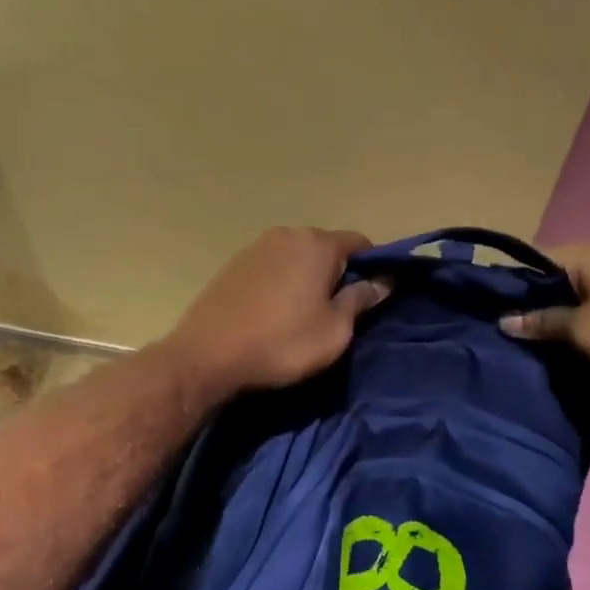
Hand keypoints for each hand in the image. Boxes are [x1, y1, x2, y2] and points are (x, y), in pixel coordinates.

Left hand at [165, 227, 389, 392]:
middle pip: (325, 248)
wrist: (207, 355)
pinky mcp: (232, 265)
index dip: (373, 267)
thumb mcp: (334, 330)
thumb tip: (382, 280)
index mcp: (317, 243)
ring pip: (296, 258)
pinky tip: (274, 313)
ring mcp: (255, 247)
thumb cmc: (281, 343)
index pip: (360, 243)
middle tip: (339, 312)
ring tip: (304, 315)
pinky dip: (280, 284)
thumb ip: (361, 299)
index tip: (373, 296)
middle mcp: (286, 234)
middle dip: (337, 273)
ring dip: (306, 279)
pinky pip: (271, 268)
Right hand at [499, 240, 589, 382]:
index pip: (534, 262)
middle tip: (522, 330)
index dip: (513, 287)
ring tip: (551, 336)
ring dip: (567, 307)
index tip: (499, 313)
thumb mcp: (582, 332)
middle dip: (540, 299)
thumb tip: (504, 320)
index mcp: (587, 253)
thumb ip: (542, 323)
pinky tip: (586, 333)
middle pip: (559, 273)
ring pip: (584, 284)